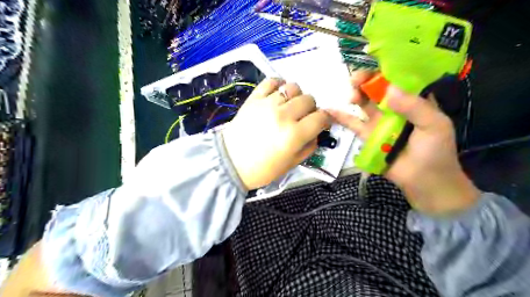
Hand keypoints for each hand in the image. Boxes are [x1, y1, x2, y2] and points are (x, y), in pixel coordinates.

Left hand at [221, 79, 329, 189]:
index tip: (321, 123)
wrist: (231, 162)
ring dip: (296, 96)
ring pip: (293, 87)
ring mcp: (267, 104)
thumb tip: (318, 131)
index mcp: (294, 135)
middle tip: (303, 117)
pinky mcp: (254, 98)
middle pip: (309, 99)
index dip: (325, 119)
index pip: (321, 117)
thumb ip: (310, 147)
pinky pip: (271, 81)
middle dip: (311, 108)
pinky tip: (278, 94)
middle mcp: (283, 116)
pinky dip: (278, 84)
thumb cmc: (262, 168)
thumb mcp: (292, 164)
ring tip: (289, 106)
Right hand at [328, 72, 480, 214]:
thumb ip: (414, 107)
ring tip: (350, 96)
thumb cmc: (435, 152)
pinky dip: (341, 117)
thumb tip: (389, 88)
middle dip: (365, 82)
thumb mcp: (434, 126)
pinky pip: (353, 124)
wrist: (424, 182)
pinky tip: (330, 110)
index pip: (398, 79)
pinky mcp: (368, 136)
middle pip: (377, 89)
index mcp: (414, 101)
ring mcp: (379, 122)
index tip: (372, 68)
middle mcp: (395, 108)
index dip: (384, 70)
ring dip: (355, 96)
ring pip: (364, 104)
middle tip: (356, 82)